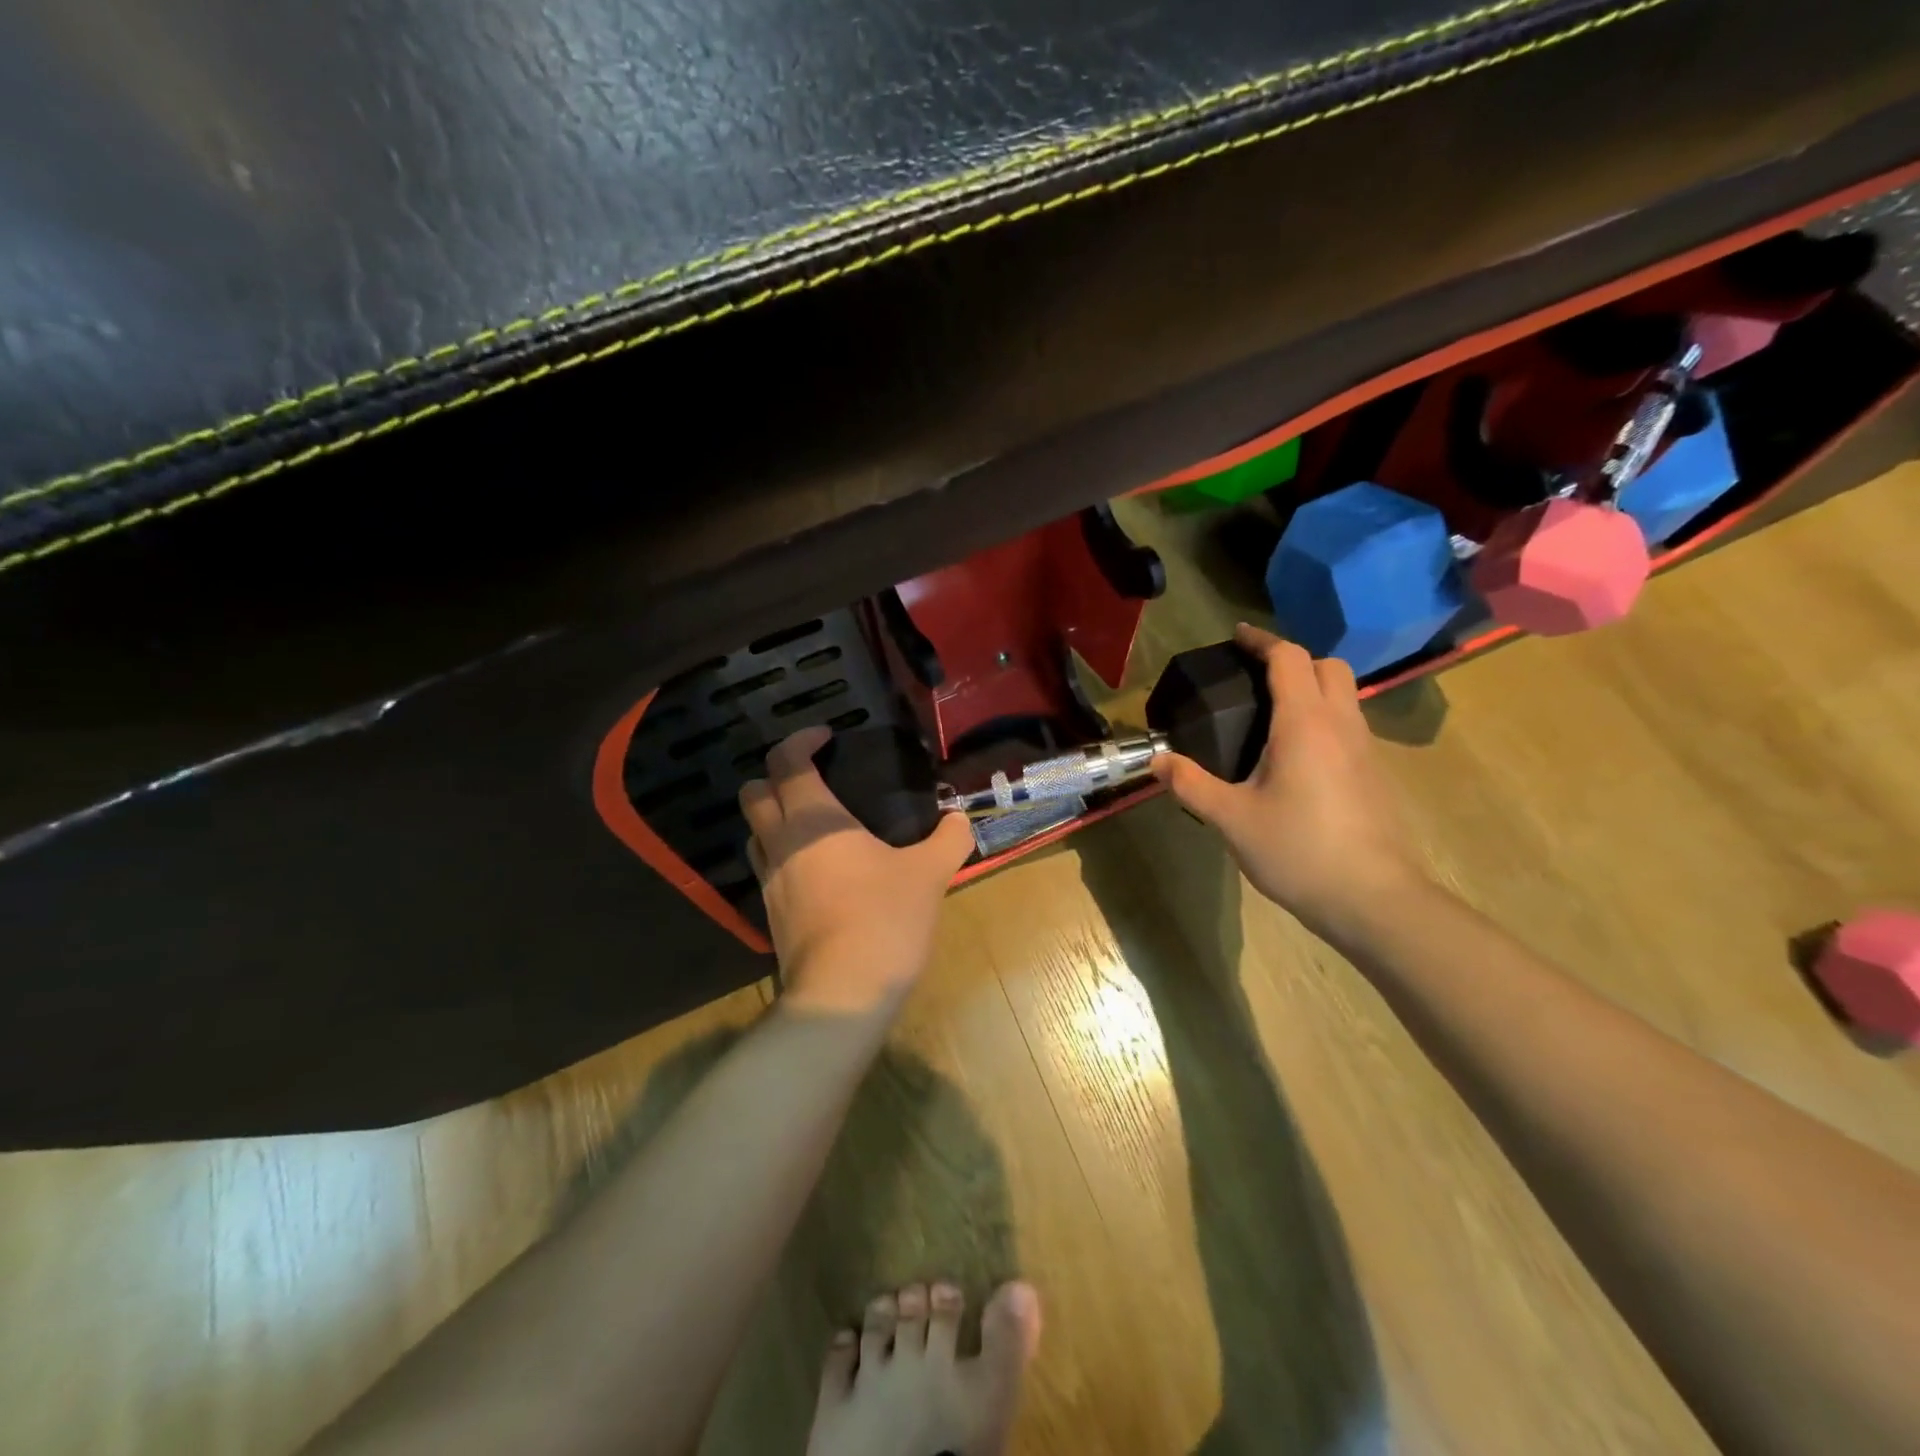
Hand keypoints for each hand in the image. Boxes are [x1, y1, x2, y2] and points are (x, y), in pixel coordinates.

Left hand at [740, 726, 975, 1015]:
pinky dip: (783, 857)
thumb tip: (960, 819)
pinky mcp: (770, 914)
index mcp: (813, 820)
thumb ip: (949, 840)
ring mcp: (769, 880)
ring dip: (773, 818)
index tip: (827, 737)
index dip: (801, 740)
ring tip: (814, 826)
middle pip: (753, 792)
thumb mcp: (929, 874)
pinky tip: (818, 872)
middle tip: (813, 780)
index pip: (786, 761)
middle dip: (775, 776)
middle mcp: (780, 842)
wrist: (843, 994)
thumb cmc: (884, 919)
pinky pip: (766, 869)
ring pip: (753, 833)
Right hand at [1152, 624, 1427, 936]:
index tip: (1236, 637)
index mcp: (1305, 724)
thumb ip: (1191, 784)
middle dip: (1293, 659)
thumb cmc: (1298, 850)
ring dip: (1313, 688)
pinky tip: (1297, 756)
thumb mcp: (1231, 818)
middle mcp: (1341, 725)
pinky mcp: (1375, 774)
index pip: (1289, 659)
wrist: (1372, 899)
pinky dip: (1324, 718)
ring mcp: (1366, 749)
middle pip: (1328, 666)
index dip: (1261, 641)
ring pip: (1345, 695)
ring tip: (1272, 714)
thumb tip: (1156, 760)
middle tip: (1256, 677)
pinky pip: (1350, 725)